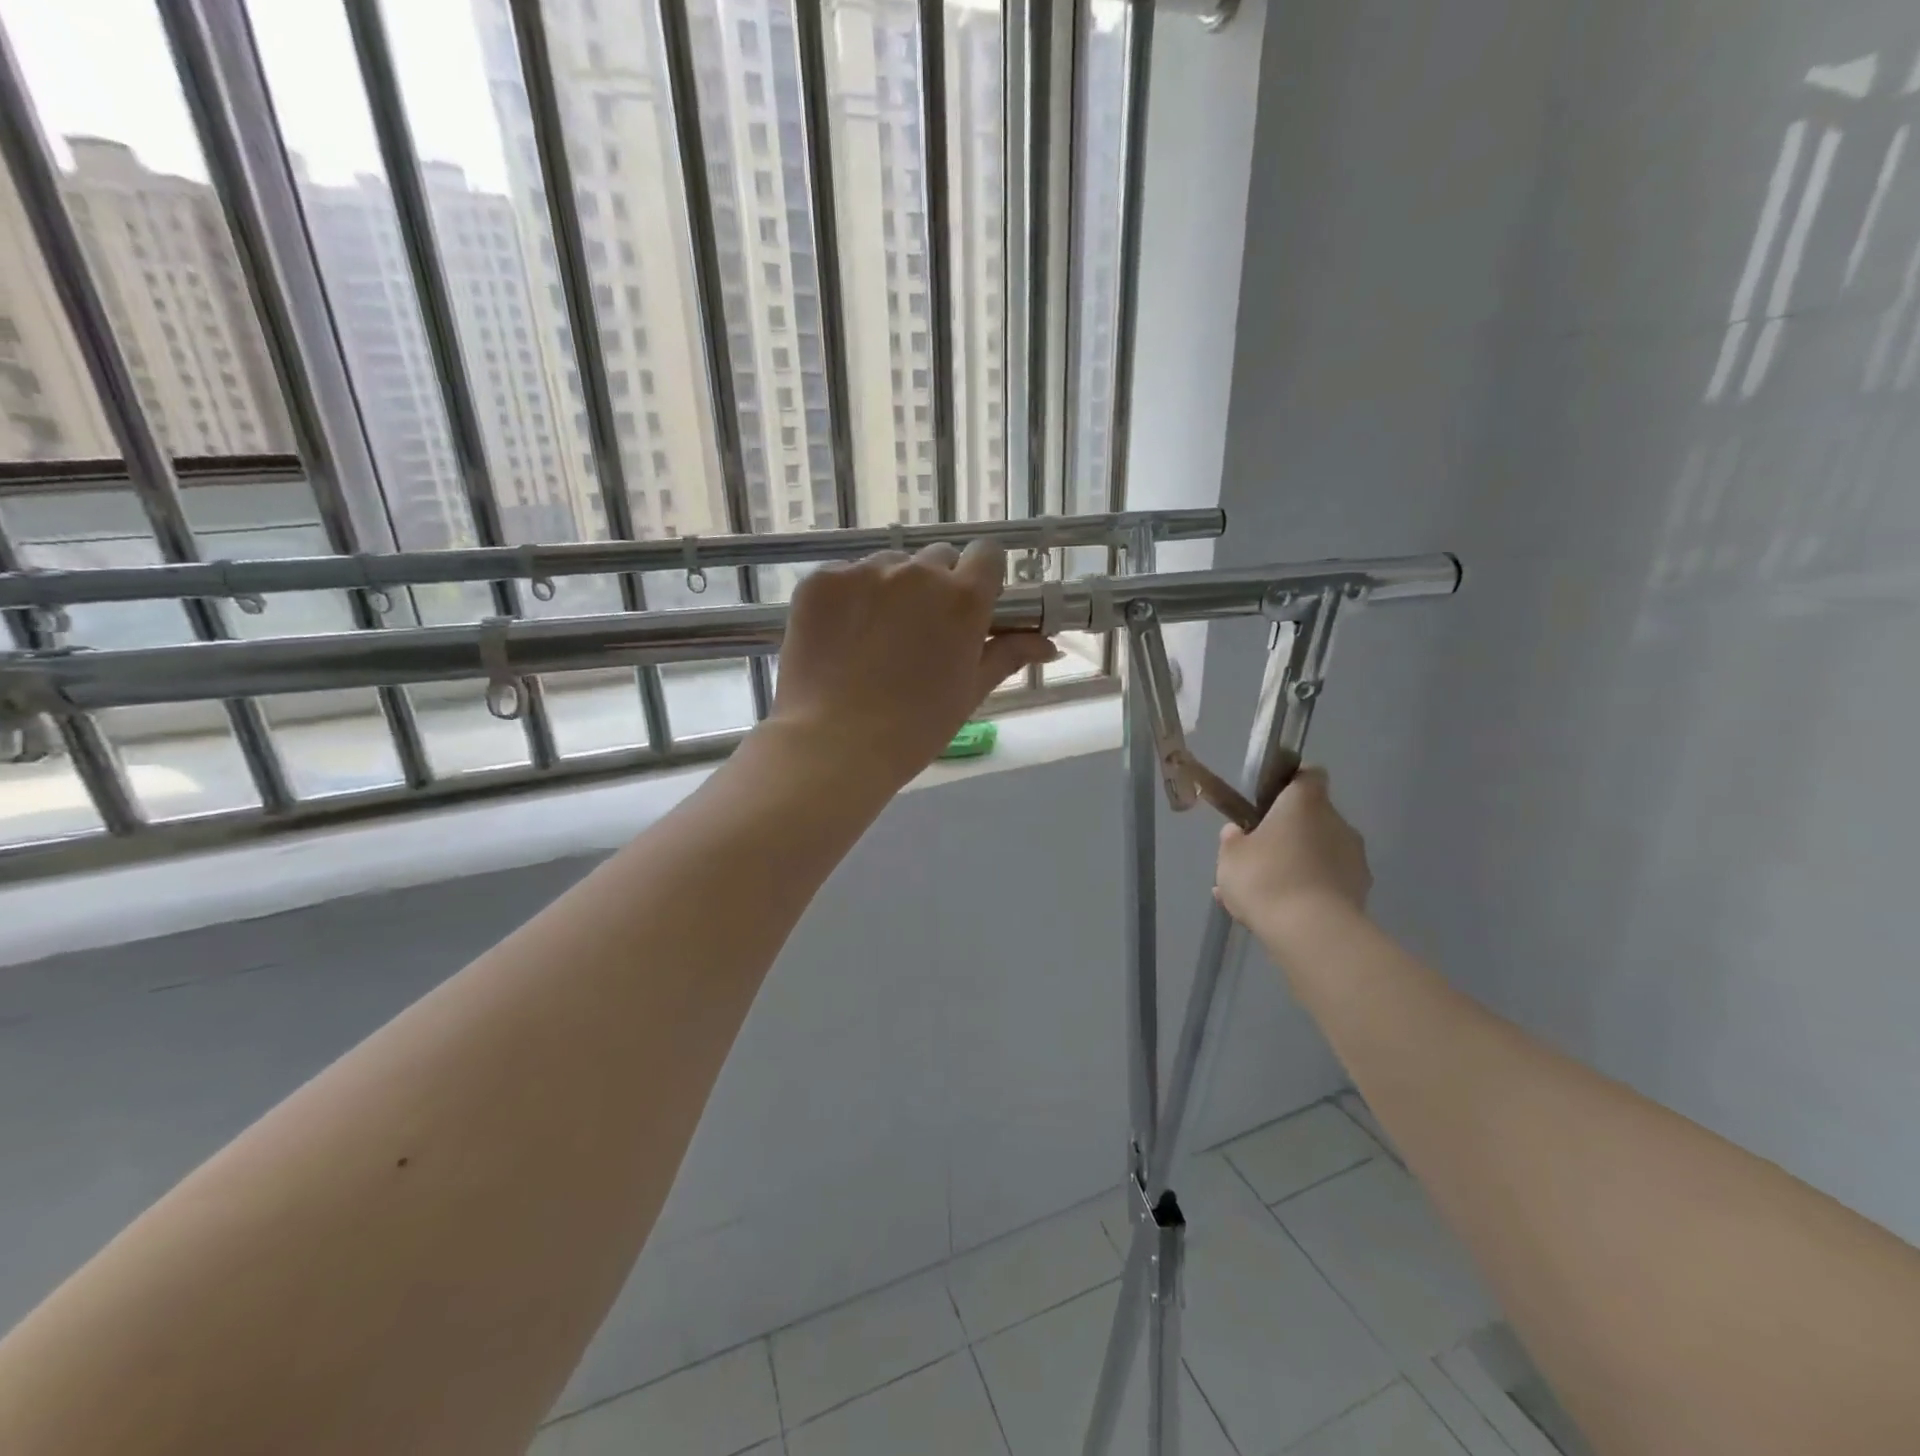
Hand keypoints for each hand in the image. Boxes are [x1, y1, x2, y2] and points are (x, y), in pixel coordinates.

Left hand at [769, 540, 1057, 788]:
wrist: (835, 745)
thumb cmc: (915, 728)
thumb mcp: (970, 691)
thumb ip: (1008, 655)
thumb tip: (1049, 645)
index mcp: (963, 598)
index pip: (987, 554)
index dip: (981, 577)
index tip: (970, 605)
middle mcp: (917, 573)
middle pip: (937, 559)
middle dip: (936, 586)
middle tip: (920, 631)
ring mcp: (864, 572)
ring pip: (889, 565)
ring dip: (891, 589)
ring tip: (874, 637)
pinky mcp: (822, 581)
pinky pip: (846, 576)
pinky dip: (848, 598)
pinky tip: (841, 637)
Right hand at [1215, 768, 1372, 943]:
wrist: (1311, 933)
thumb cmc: (1265, 878)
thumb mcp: (1230, 856)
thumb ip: (1233, 839)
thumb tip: (1239, 832)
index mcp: (1305, 803)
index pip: (1308, 775)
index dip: (1291, 783)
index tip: (1271, 800)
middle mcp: (1337, 822)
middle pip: (1313, 817)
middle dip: (1290, 832)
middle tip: (1260, 854)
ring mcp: (1354, 858)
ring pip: (1320, 852)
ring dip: (1299, 864)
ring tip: (1266, 893)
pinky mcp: (1361, 891)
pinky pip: (1328, 882)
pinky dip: (1309, 890)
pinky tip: (1283, 914)